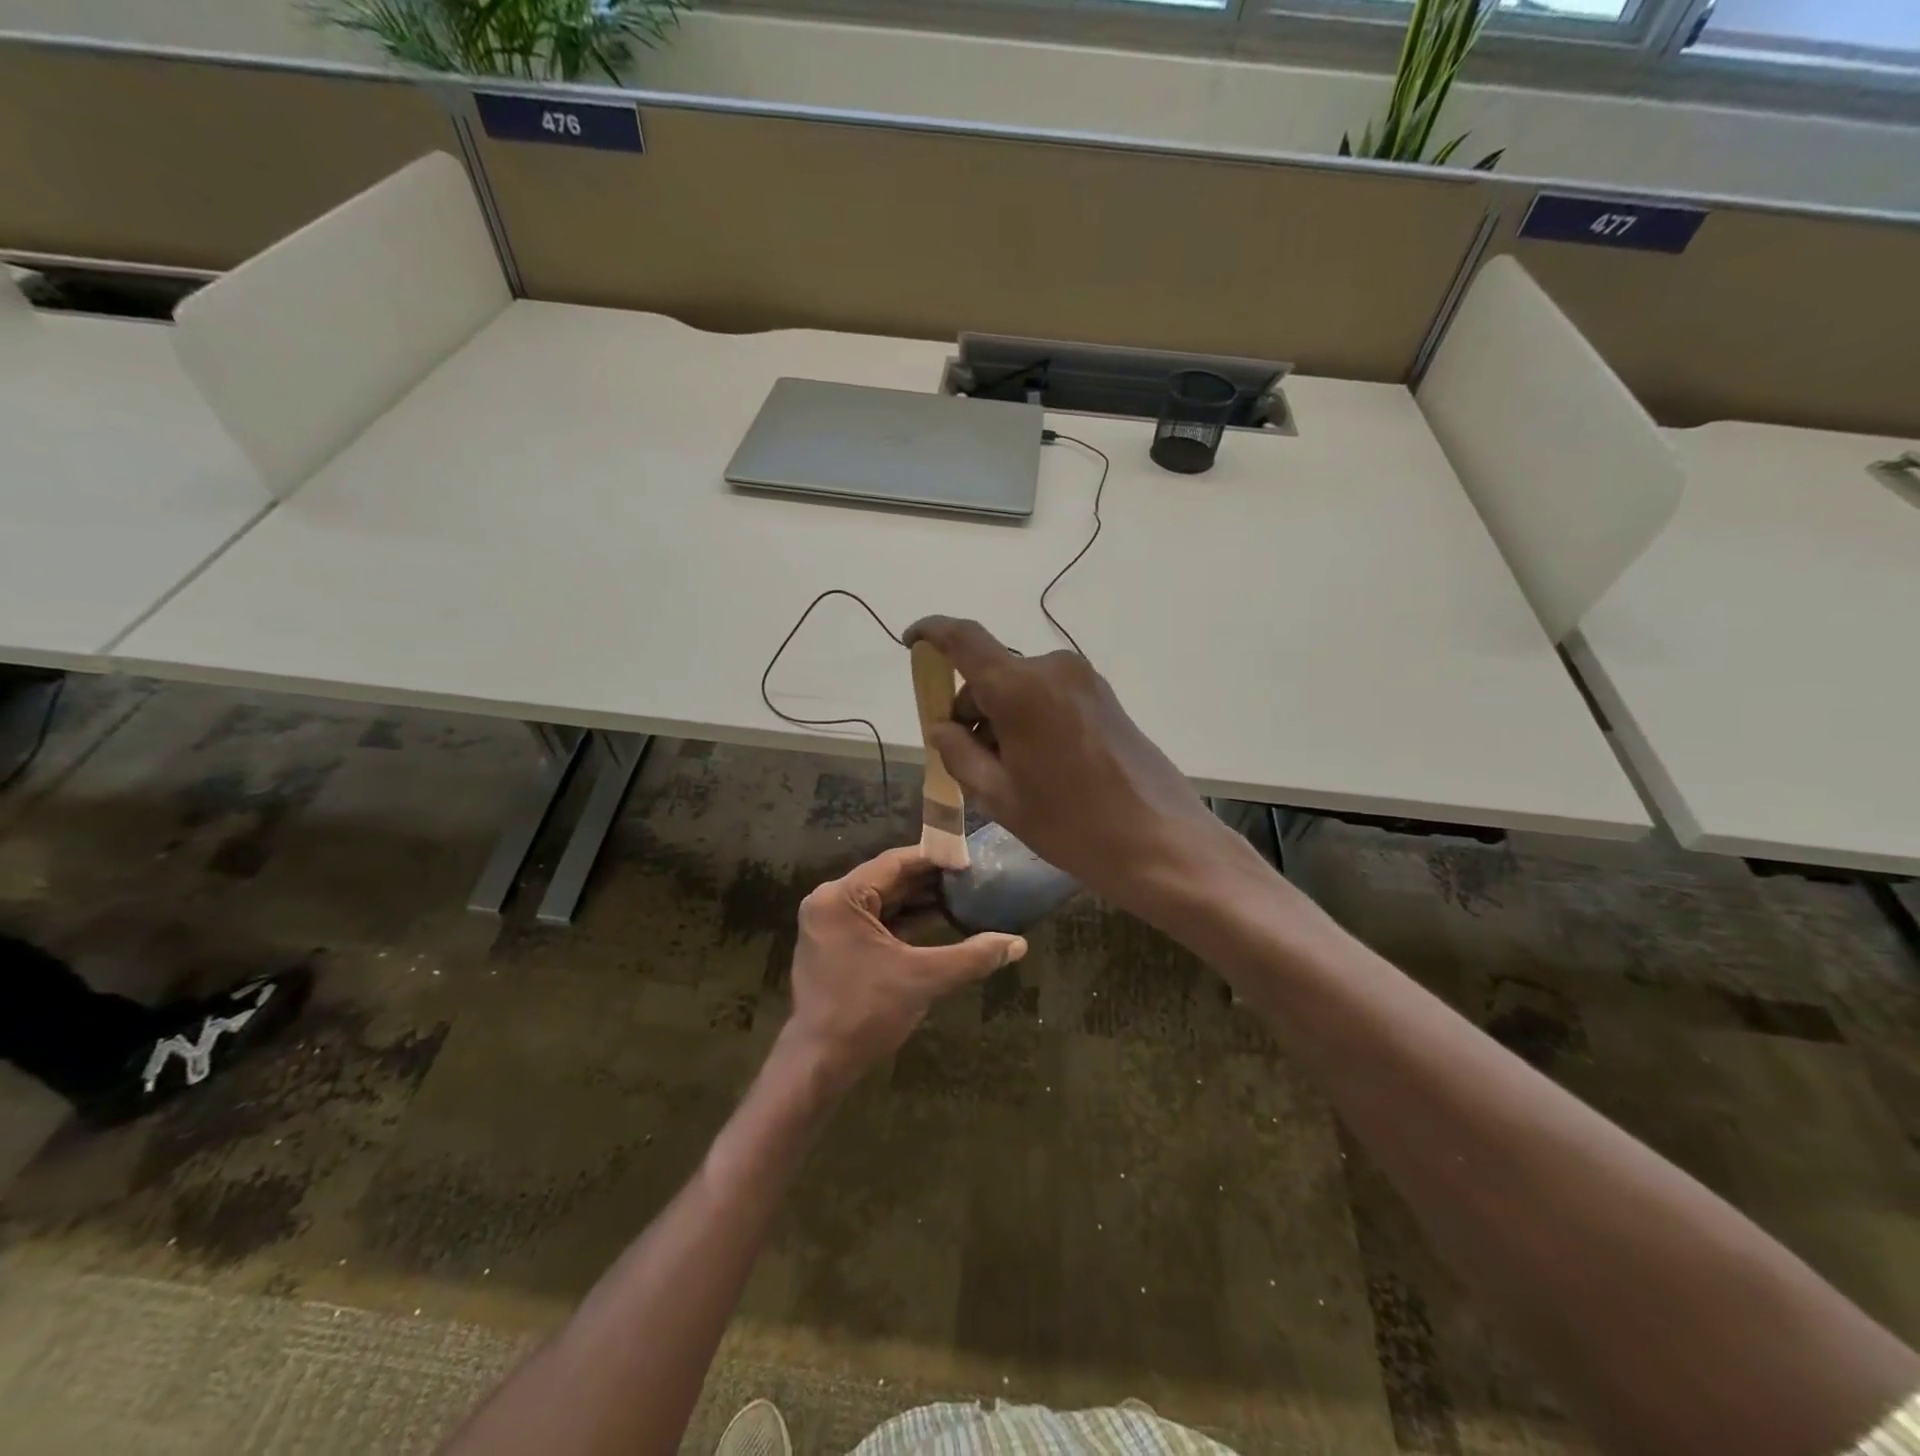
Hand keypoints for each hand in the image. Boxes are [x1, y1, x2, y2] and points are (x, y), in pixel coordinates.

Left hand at [785, 846, 1025, 1079]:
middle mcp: (830, 902)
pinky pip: (876, 922)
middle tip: (972, 876)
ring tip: (963, 895)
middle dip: (930, 880)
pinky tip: (939, 921)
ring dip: (920, 901)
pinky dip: (905, 921)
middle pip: (888, 880)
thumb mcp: (923, 979)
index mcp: (841, 897)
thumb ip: (972, 956)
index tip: (970, 857)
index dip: (935, 859)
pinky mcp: (836, 945)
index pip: (895, 863)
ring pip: (883, 902)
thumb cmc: (866, 1012)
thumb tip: (1018, 943)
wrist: (819, 1064)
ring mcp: (830, 925)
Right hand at [903, 616, 1238, 915]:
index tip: (910, 642)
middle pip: (992, 672)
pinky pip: (1049, 696)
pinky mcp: (1105, 698)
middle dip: (969, 707)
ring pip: (1021, 686)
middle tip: (965, 759)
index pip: (963, 638)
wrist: (1161, 842)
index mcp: (1020, 688)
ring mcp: (1084, 681)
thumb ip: (959, 753)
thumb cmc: (1070, 824)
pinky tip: (1038, 765)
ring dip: (1000, 716)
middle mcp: (1053, 669)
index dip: (931, 632)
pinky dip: (1028, 718)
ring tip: (1007, 774)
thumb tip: (941, 727)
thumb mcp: (999, 796)